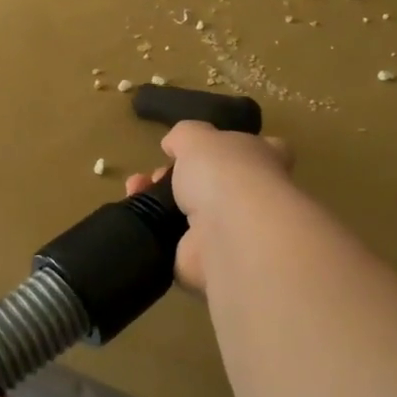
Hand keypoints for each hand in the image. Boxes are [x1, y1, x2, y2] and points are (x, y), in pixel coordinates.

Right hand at [125, 122, 292, 292]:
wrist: (228, 236)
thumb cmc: (223, 174)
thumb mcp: (198, 137)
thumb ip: (185, 135)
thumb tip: (174, 144)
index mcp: (262, 161)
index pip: (258, 150)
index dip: (232, 147)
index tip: (204, 147)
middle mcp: (251, 197)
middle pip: (214, 183)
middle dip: (179, 175)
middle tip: (157, 173)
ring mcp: (229, 231)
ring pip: (189, 212)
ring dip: (160, 200)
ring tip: (135, 188)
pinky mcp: (204, 260)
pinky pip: (172, 242)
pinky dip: (152, 230)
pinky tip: (134, 213)